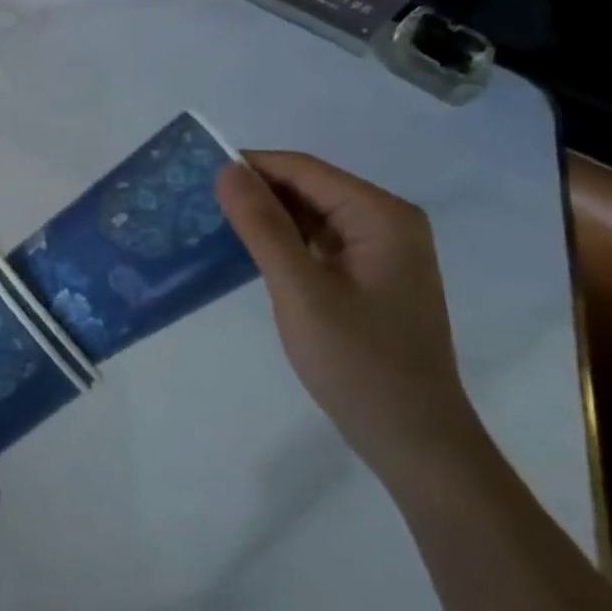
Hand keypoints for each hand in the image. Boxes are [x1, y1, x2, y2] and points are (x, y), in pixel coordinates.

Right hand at [216, 152, 484, 485]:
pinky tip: (249, 251)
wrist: (415, 443)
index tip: (196, 177)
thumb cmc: (359, 364)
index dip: (249, 167)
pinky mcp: (371, 274)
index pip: (302, 169)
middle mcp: (387, 221)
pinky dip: (284, 240)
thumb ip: (262, 225)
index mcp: (380, 215)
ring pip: (310, 213)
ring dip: (266, 216)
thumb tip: (226, 169)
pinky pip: (319, 239)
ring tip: (213, 222)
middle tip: (198, 202)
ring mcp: (382, 249)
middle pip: (308, 187)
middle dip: (255, 192)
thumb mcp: (300, 290)